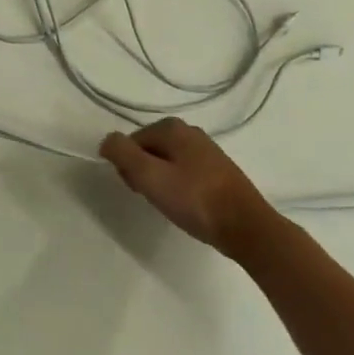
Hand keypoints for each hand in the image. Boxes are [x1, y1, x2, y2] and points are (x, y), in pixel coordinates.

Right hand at [100, 118, 279, 259]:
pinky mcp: (217, 170)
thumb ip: (122, 154)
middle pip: (149, 150)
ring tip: (171, 205)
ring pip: (166, 162)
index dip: (128, 168)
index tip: (138, 190)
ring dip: (161, 182)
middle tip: (153, 198)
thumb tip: (107, 141)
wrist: (246, 227)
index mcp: (172, 127)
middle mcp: (189, 131)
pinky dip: (179, 187)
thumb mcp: (150, 176)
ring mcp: (206, 150)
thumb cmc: (195, 200)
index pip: (131, 142)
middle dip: (144, 173)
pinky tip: (187, 205)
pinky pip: (184, 172)